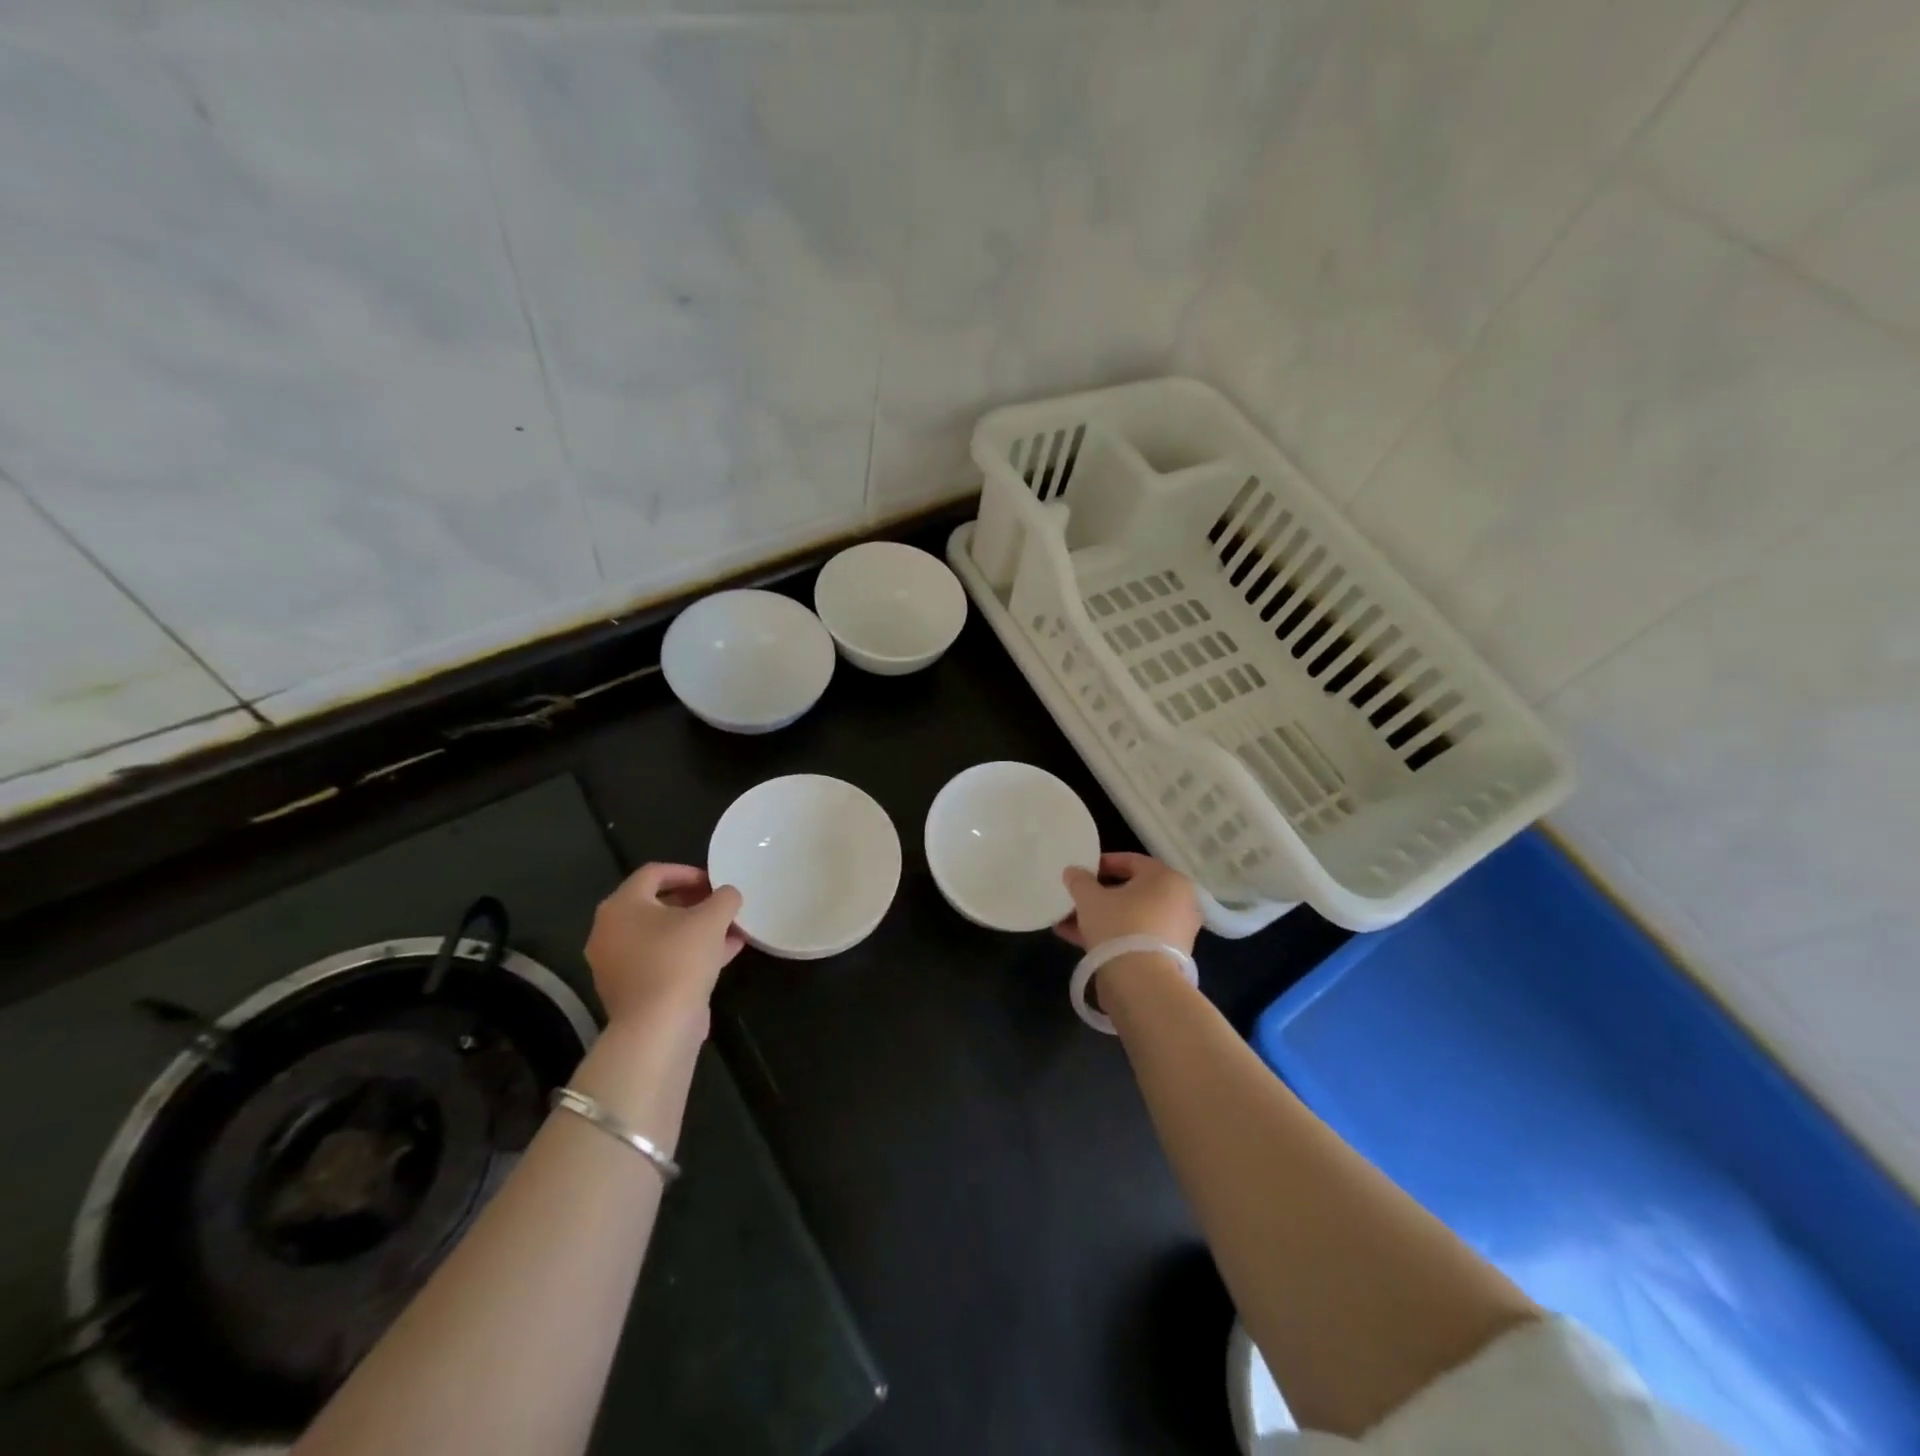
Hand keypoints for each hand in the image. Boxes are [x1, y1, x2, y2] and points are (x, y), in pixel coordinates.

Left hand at [585, 863, 744, 1028]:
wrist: (658, 1026)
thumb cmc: (680, 959)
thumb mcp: (712, 918)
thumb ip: (724, 897)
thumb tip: (727, 894)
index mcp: (621, 906)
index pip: (653, 873)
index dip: (687, 871)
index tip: (714, 880)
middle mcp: (610, 931)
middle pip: (655, 905)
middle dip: (694, 902)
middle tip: (721, 904)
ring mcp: (617, 964)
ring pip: (662, 935)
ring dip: (696, 929)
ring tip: (731, 929)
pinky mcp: (631, 990)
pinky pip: (662, 960)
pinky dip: (689, 953)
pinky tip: (725, 954)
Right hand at [1055, 852, 1202, 954]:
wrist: (1142, 983)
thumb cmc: (1119, 925)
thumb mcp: (1090, 898)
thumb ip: (1079, 881)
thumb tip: (1073, 871)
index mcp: (1166, 878)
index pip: (1130, 861)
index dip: (1101, 864)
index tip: (1080, 872)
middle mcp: (1178, 901)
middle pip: (1130, 891)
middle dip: (1098, 896)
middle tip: (1074, 899)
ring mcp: (1175, 930)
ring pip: (1130, 916)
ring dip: (1100, 918)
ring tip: (1068, 923)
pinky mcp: (1168, 956)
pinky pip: (1136, 936)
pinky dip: (1112, 936)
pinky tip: (1079, 941)